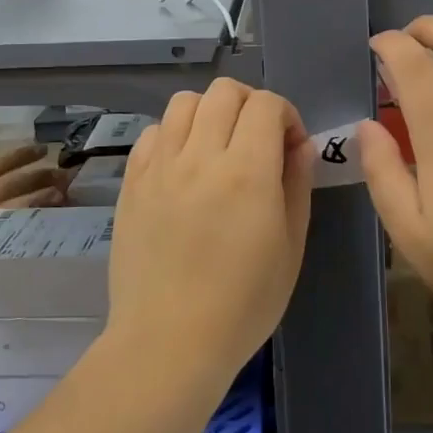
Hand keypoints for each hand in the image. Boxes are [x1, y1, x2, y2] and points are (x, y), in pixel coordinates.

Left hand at [107, 80, 315, 391]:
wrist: (168, 342)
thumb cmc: (242, 304)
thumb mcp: (290, 248)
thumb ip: (297, 185)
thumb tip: (300, 145)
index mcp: (246, 172)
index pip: (266, 104)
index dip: (286, 116)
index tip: (290, 148)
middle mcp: (199, 156)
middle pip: (224, 91)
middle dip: (250, 104)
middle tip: (257, 140)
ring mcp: (159, 166)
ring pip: (184, 102)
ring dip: (209, 112)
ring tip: (217, 147)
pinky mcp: (132, 182)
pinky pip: (152, 133)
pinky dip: (174, 135)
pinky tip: (183, 167)